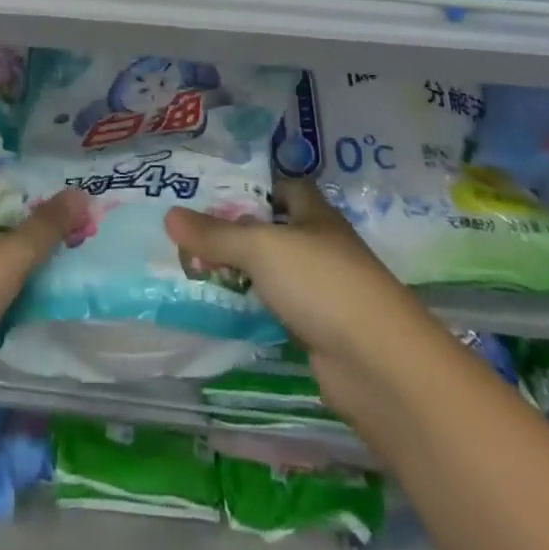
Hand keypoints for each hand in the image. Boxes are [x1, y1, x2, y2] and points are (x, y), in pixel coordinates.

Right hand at [165, 179, 417, 384]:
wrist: (379, 366)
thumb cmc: (323, 285)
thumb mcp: (261, 248)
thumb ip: (215, 234)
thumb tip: (169, 215)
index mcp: (314, 214)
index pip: (283, 185)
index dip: (251, 183)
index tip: (208, 187)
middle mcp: (318, 246)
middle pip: (271, 228)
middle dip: (233, 229)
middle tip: (185, 229)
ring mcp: (320, 290)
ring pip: (270, 271)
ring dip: (238, 270)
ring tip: (189, 265)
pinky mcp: (316, 330)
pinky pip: (273, 308)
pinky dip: (250, 307)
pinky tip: (218, 308)